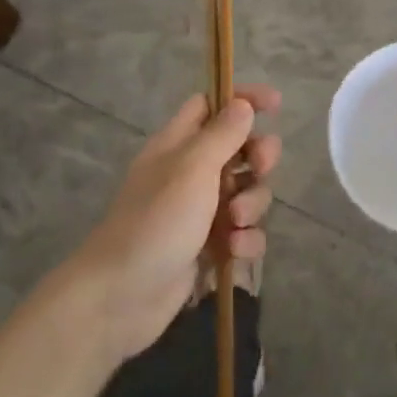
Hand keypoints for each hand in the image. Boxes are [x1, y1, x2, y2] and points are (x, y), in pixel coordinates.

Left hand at [71, 86, 281, 365]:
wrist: (121, 297)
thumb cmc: (155, 222)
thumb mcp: (192, 169)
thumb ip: (222, 134)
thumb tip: (242, 104)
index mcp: (178, 145)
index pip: (212, 105)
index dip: (242, 99)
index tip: (275, 104)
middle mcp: (190, 173)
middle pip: (239, 150)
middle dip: (258, 158)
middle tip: (259, 168)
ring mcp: (200, 212)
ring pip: (247, 193)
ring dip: (252, 205)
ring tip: (234, 224)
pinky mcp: (209, 247)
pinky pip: (243, 233)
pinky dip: (245, 240)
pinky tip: (234, 253)